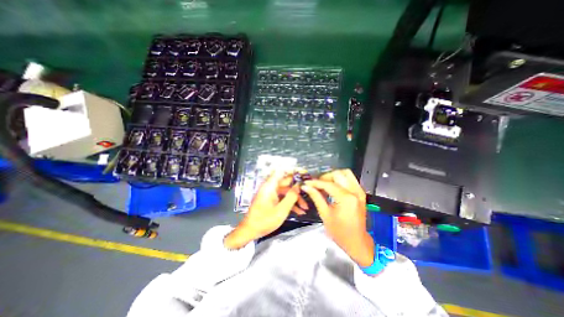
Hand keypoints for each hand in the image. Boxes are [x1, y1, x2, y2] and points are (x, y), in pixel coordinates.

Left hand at [223, 169, 307, 248]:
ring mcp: (270, 194)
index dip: (293, 171)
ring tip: (305, 207)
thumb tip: (299, 185)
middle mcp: (270, 187)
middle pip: (286, 182)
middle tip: (309, 190)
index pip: (282, 172)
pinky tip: (299, 211)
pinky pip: (282, 198)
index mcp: (270, 186)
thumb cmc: (264, 221)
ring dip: (295, 198)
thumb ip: (291, 196)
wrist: (250, 231)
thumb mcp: (281, 210)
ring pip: (286, 192)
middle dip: (298, 187)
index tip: (304, 173)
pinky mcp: (270, 200)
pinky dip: (289, 203)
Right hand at [299, 170, 373, 265]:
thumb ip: (316, 197)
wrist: (357, 242)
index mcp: (346, 199)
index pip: (328, 184)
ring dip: (334, 176)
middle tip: (317, 185)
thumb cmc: (340, 232)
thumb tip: (306, 187)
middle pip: (337, 175)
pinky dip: (341, 179)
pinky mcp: (361, 193)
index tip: (307, 183)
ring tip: (325, 184)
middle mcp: (354, 192)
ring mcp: (359, 191)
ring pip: (345, 173)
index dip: (316, 182)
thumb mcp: (325, 214)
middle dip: (325, 178)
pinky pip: (350, 179)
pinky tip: (334, 186)